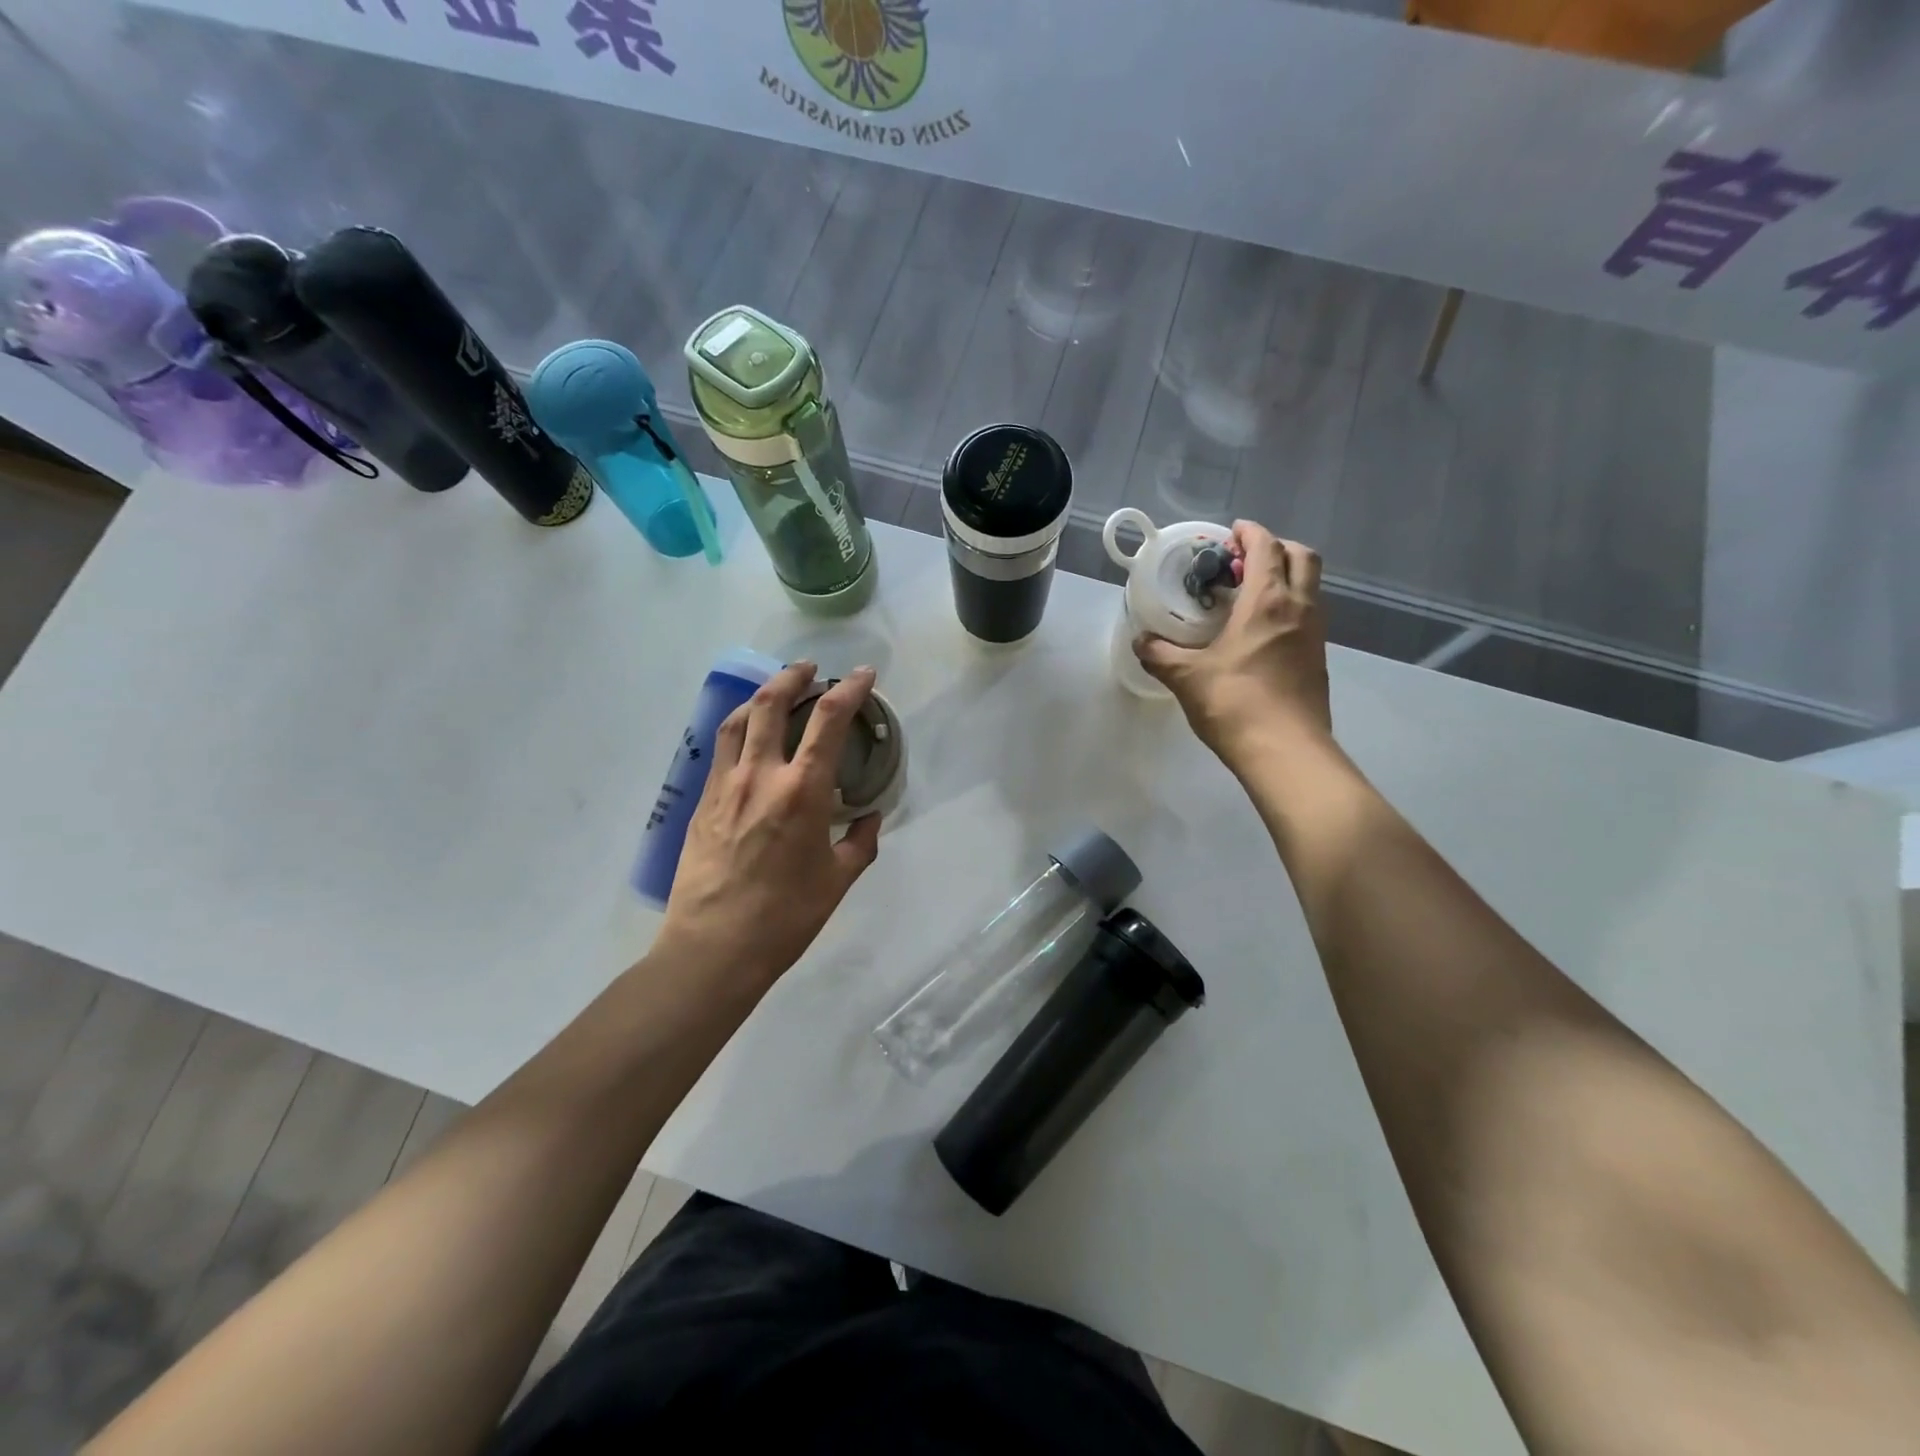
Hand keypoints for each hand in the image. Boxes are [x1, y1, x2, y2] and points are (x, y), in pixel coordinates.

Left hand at [655, 662, 882, 993]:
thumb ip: (860, 842)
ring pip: (738, 720)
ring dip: (760, 695)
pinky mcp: (702, 801)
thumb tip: (870, 818)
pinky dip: (737, 728)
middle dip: (794, 677)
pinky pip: (720, 749)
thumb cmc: (786, 916)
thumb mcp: (838, 880)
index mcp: (802, 791)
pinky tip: (746, 736)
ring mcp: (725, 785)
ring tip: (775, 689)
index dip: (849, 689)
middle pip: (772, 704)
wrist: (714, 947)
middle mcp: (761, 775)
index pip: (828, 721)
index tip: (862, 673)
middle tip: (810, 669)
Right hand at [1134, 521, 1331, 760]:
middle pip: (1303, 557)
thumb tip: (1140, 642)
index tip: (1231, 532)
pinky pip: (1308, 616)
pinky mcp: (1318, 661)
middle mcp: (1300, 609)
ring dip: (1286, 578)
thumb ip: (1160, 655)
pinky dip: (1289, 608)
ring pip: (1310, 588)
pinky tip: (1261, 633)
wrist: (1286, 752)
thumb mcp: (1187, 678)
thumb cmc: (1235, 704)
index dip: (1250, 533)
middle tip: (1244, 561)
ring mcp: (1315, 635)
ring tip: (1250, 596)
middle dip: (1277, 548)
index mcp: (1268, 602)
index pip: (1267, 548)